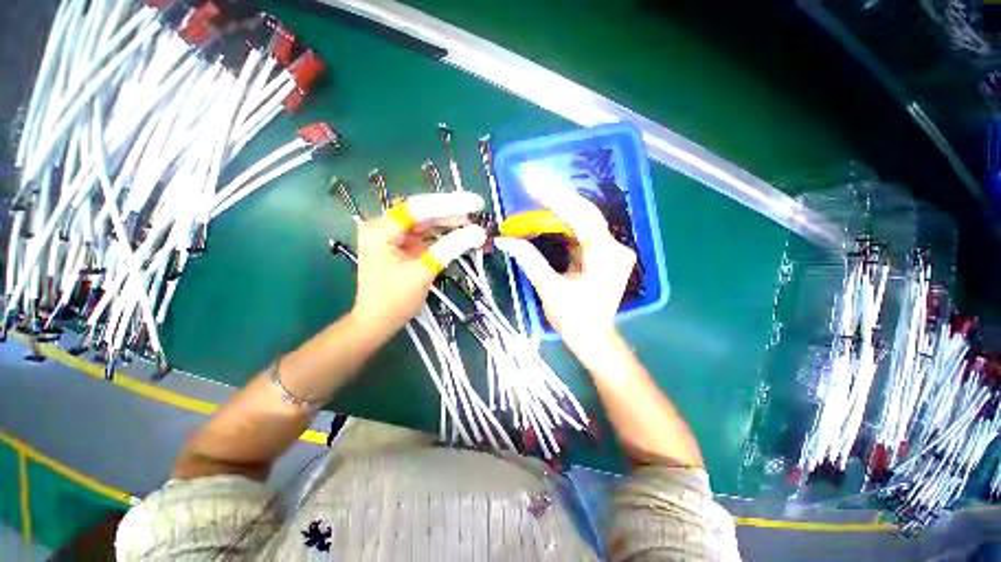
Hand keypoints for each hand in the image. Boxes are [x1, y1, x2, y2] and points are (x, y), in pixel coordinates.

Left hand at [351, 192, 486, 337]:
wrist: (377, 322)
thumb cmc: (394, 300)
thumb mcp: (423, 272)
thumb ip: (449, 248)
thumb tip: (478, 232)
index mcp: (381, 230)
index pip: (418, 208)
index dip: (449, 204)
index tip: (475, 203)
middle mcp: (384, 227)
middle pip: (423, 213)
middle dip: (451, 213)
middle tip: (477, 213)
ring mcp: (393, 236)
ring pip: (426, 223)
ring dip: (449, 224)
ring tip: (473, 225)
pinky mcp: (401, 246)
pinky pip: (425, 235)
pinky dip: (443, 236)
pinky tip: (460, 234)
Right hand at [494, 165, 635, 360]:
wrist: (594, 338)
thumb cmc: (574, 319)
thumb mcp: (549, 289)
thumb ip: (529, 260)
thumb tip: (505, 239)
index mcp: (605, 256)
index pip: (581, 217)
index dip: (555, 198)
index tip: (531, 183)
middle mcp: (614, 247)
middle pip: (583, 213)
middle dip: (555, 197)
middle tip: (529, 181)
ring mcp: (610, 249)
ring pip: (582, 220)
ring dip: (557, 209)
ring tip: (533, 194)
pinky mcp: (602, 253)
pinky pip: (580, 232)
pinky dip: (562, 223)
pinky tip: (545, 214)